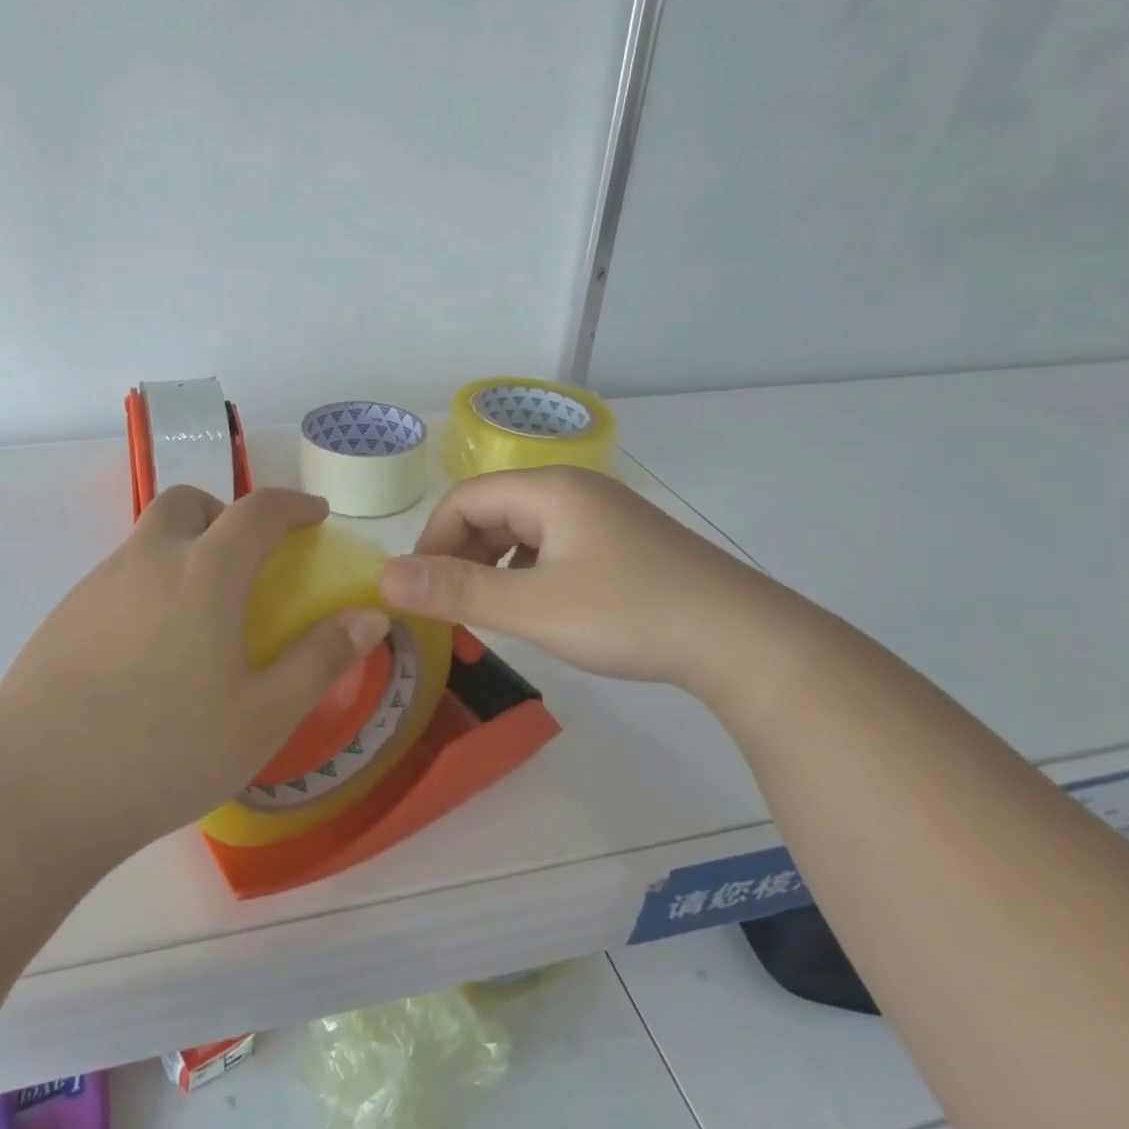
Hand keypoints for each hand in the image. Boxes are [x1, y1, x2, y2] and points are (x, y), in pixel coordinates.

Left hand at [0, 486, 389, 859]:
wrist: (31, 792)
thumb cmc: (163, 751)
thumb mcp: (262, 715)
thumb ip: (321, 659)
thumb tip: (371, 616)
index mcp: (204, 572)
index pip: (258, 510)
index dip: (294, 505)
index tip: (316, 516)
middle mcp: (148, 560)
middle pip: (189, 502)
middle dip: (227, 513)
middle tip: (249, 559)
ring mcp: (98, 585)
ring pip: (150, 537)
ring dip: (186, 547)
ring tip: (203, 613)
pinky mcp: (63, 616)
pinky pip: (120, 574)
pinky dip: (151, 581)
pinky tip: (153, 649)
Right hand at [377, 466, 779, 691]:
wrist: (744, 640)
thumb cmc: (630, 614)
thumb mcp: (533, 607)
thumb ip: (456, 591)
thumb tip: (384, 579)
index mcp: (549, 489)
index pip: (462, 500)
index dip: (430, 543)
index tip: (420, 593)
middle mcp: (573, 489)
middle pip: (492, 510)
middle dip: (460, 555)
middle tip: (451, 607)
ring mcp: (603, 514)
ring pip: (523, 529)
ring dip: (493, 564)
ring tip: (488, 609)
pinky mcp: (622, 542)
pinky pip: (554, 544)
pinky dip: (528, 570)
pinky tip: (536, 605)